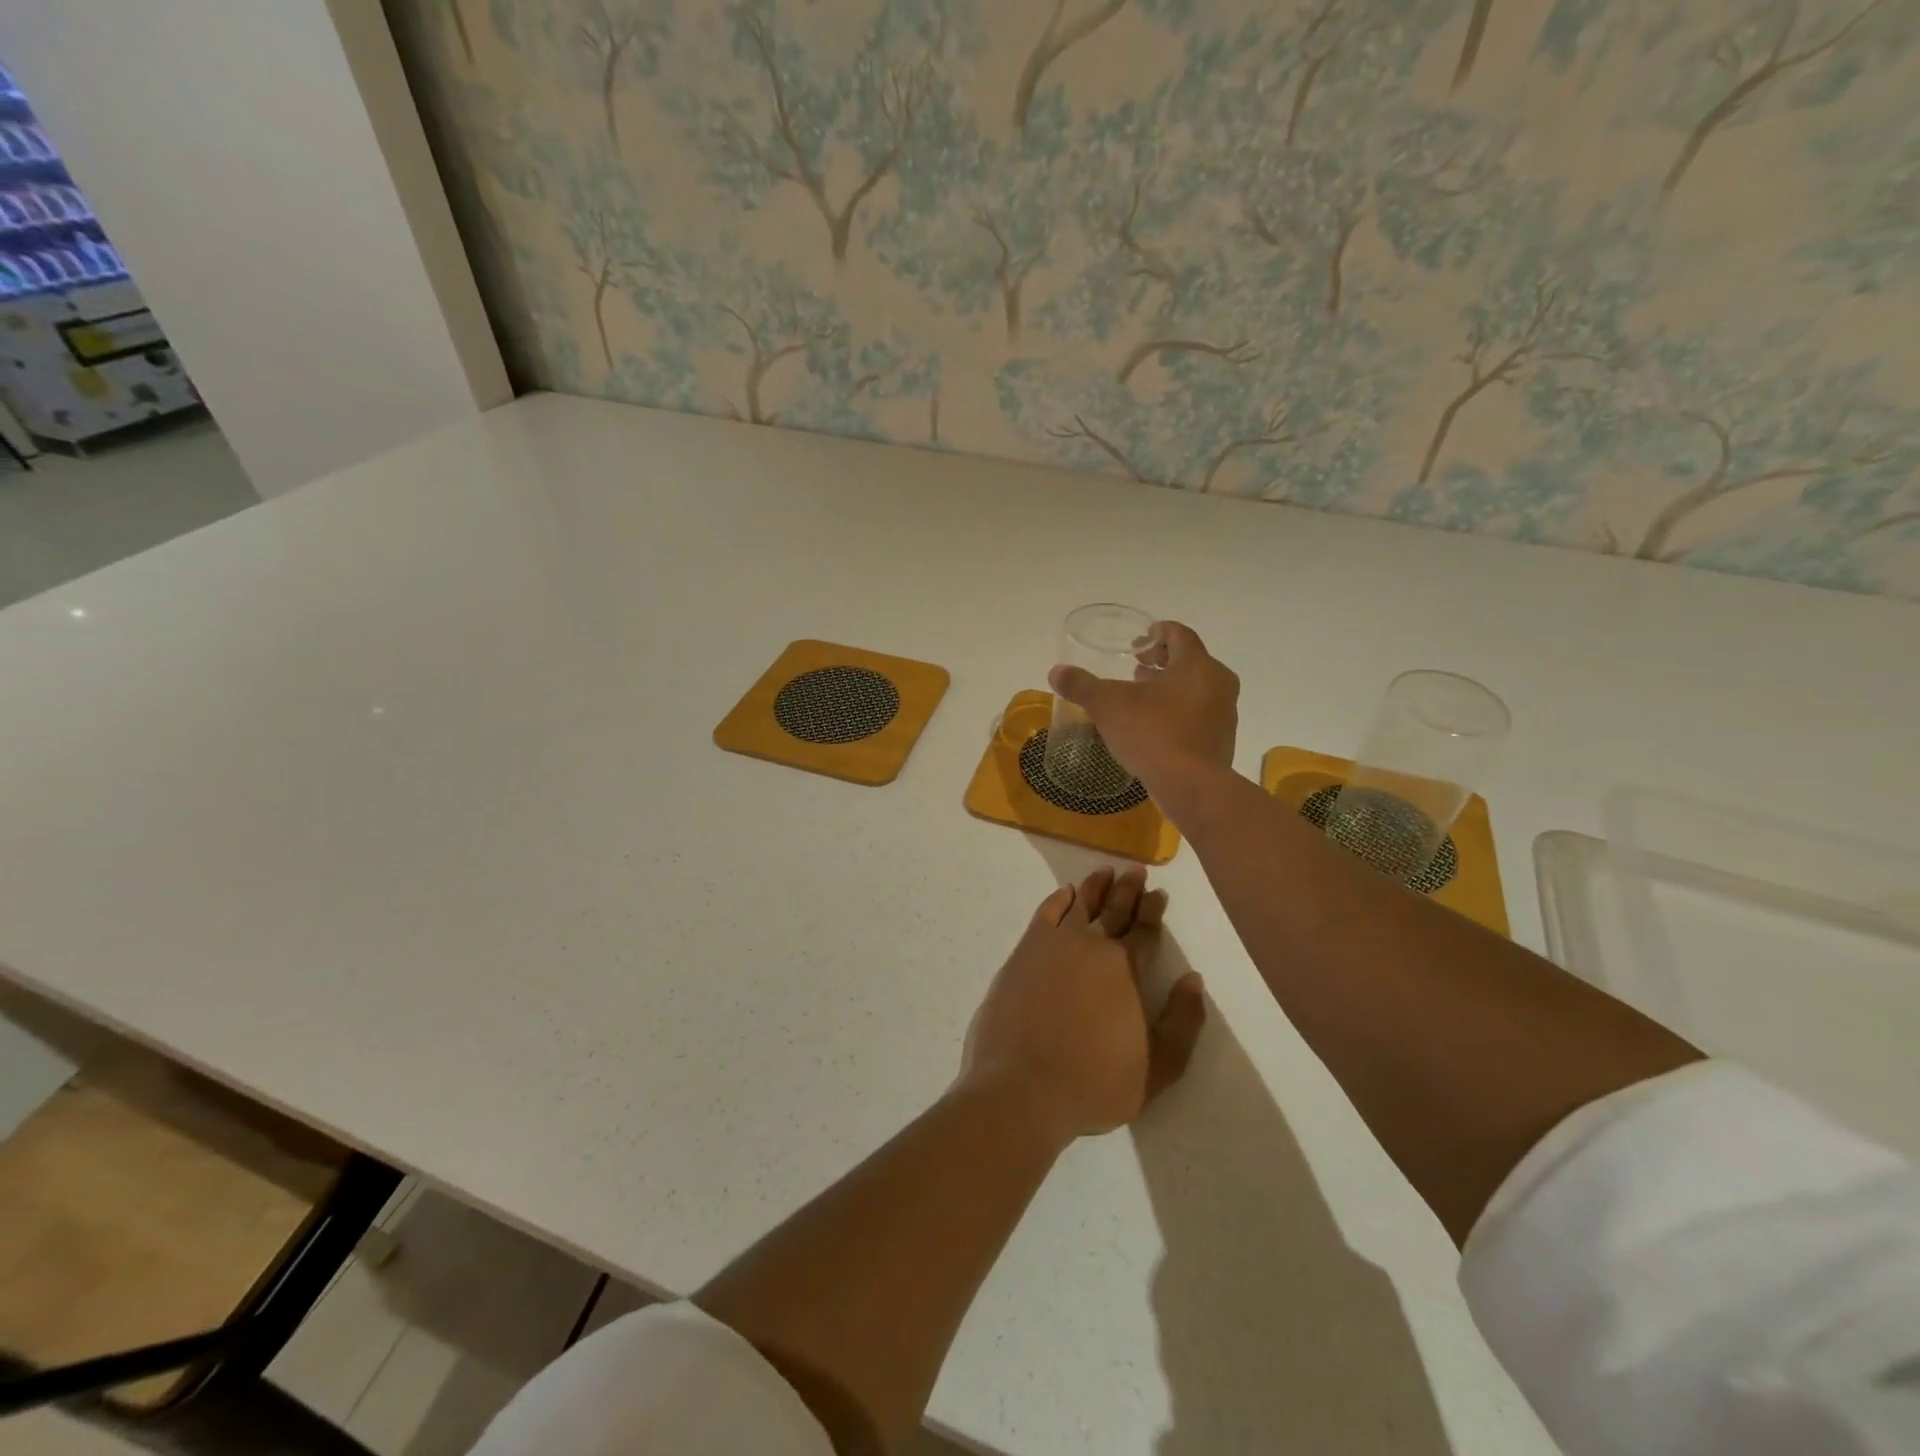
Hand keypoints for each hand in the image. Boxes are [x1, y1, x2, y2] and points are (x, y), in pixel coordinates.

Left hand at [960, 866, 1205, 1149]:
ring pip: (1079, 905)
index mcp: (1125, 968)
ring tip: (1104, 871)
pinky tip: (1064, 892)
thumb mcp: (1157, 1067)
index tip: (1158, 892)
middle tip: (1135, 870)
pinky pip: (1045, 914)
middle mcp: (1091, 946)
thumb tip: (1194, 980)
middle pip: (1113, 910)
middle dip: (1128, 889)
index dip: (1152, 910)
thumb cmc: (1094, 1083)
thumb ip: (1182, 1023)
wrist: (1022, 1086)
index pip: (1143, 930)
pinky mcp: (1023, 953)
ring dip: (1094, 888)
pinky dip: (1057, 900)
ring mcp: (1053, 945)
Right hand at [1048, 621, 1238, 818]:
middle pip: (1190, 661)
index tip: (1139, 640)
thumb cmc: (1153, 734)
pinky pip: (1200, 715)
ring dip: (1171, 688)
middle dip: (1162, 662)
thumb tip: (1055, 672)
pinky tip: (1156, 727)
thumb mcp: (1108, 706)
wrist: (1191, 787)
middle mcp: (1218, 682)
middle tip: (1136, 669)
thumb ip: (1082, 685)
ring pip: (1197, 688)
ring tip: (1143, 698)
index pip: (1179, 634)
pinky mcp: (1222, 740)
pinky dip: (1180, 712)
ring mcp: (1225, 713)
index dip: (1158, 632)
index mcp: (1196, 664)